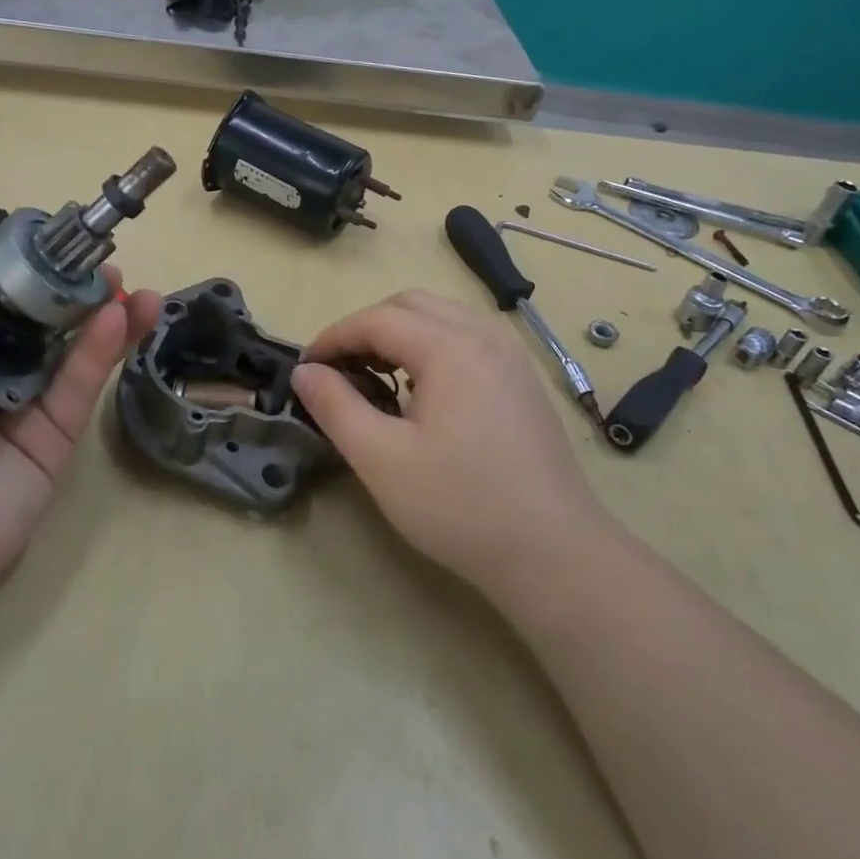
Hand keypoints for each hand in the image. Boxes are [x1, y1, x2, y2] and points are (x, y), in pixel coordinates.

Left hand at [0, 227, 160, 635]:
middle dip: (63, 283)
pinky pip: (79, 386)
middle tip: (92, 256)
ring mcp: (18, 407)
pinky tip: (118, 314)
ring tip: (122, 280)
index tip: (35, 233)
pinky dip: (102, 349)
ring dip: (100, 310)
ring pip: (67, 347)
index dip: (6, 260)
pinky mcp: (50, 440)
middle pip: (30, 316)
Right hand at [291, 289, 607, 600]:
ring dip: (401, 334)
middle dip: (366, 328)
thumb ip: (336, 406)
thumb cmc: (459, 505)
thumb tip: (304, 372)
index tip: (306, 370)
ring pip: (443, 317)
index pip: (377, 319)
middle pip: (412, 305)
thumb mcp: (381, 458)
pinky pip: (468, 340)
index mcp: (451, 347)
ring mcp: (511, 357)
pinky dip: (432, 348)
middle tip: (340, 370)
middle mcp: (485, 336)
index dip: (334, 337)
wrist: (554, 553)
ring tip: (376, 377)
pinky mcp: (523, 381)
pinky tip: (422, 392)